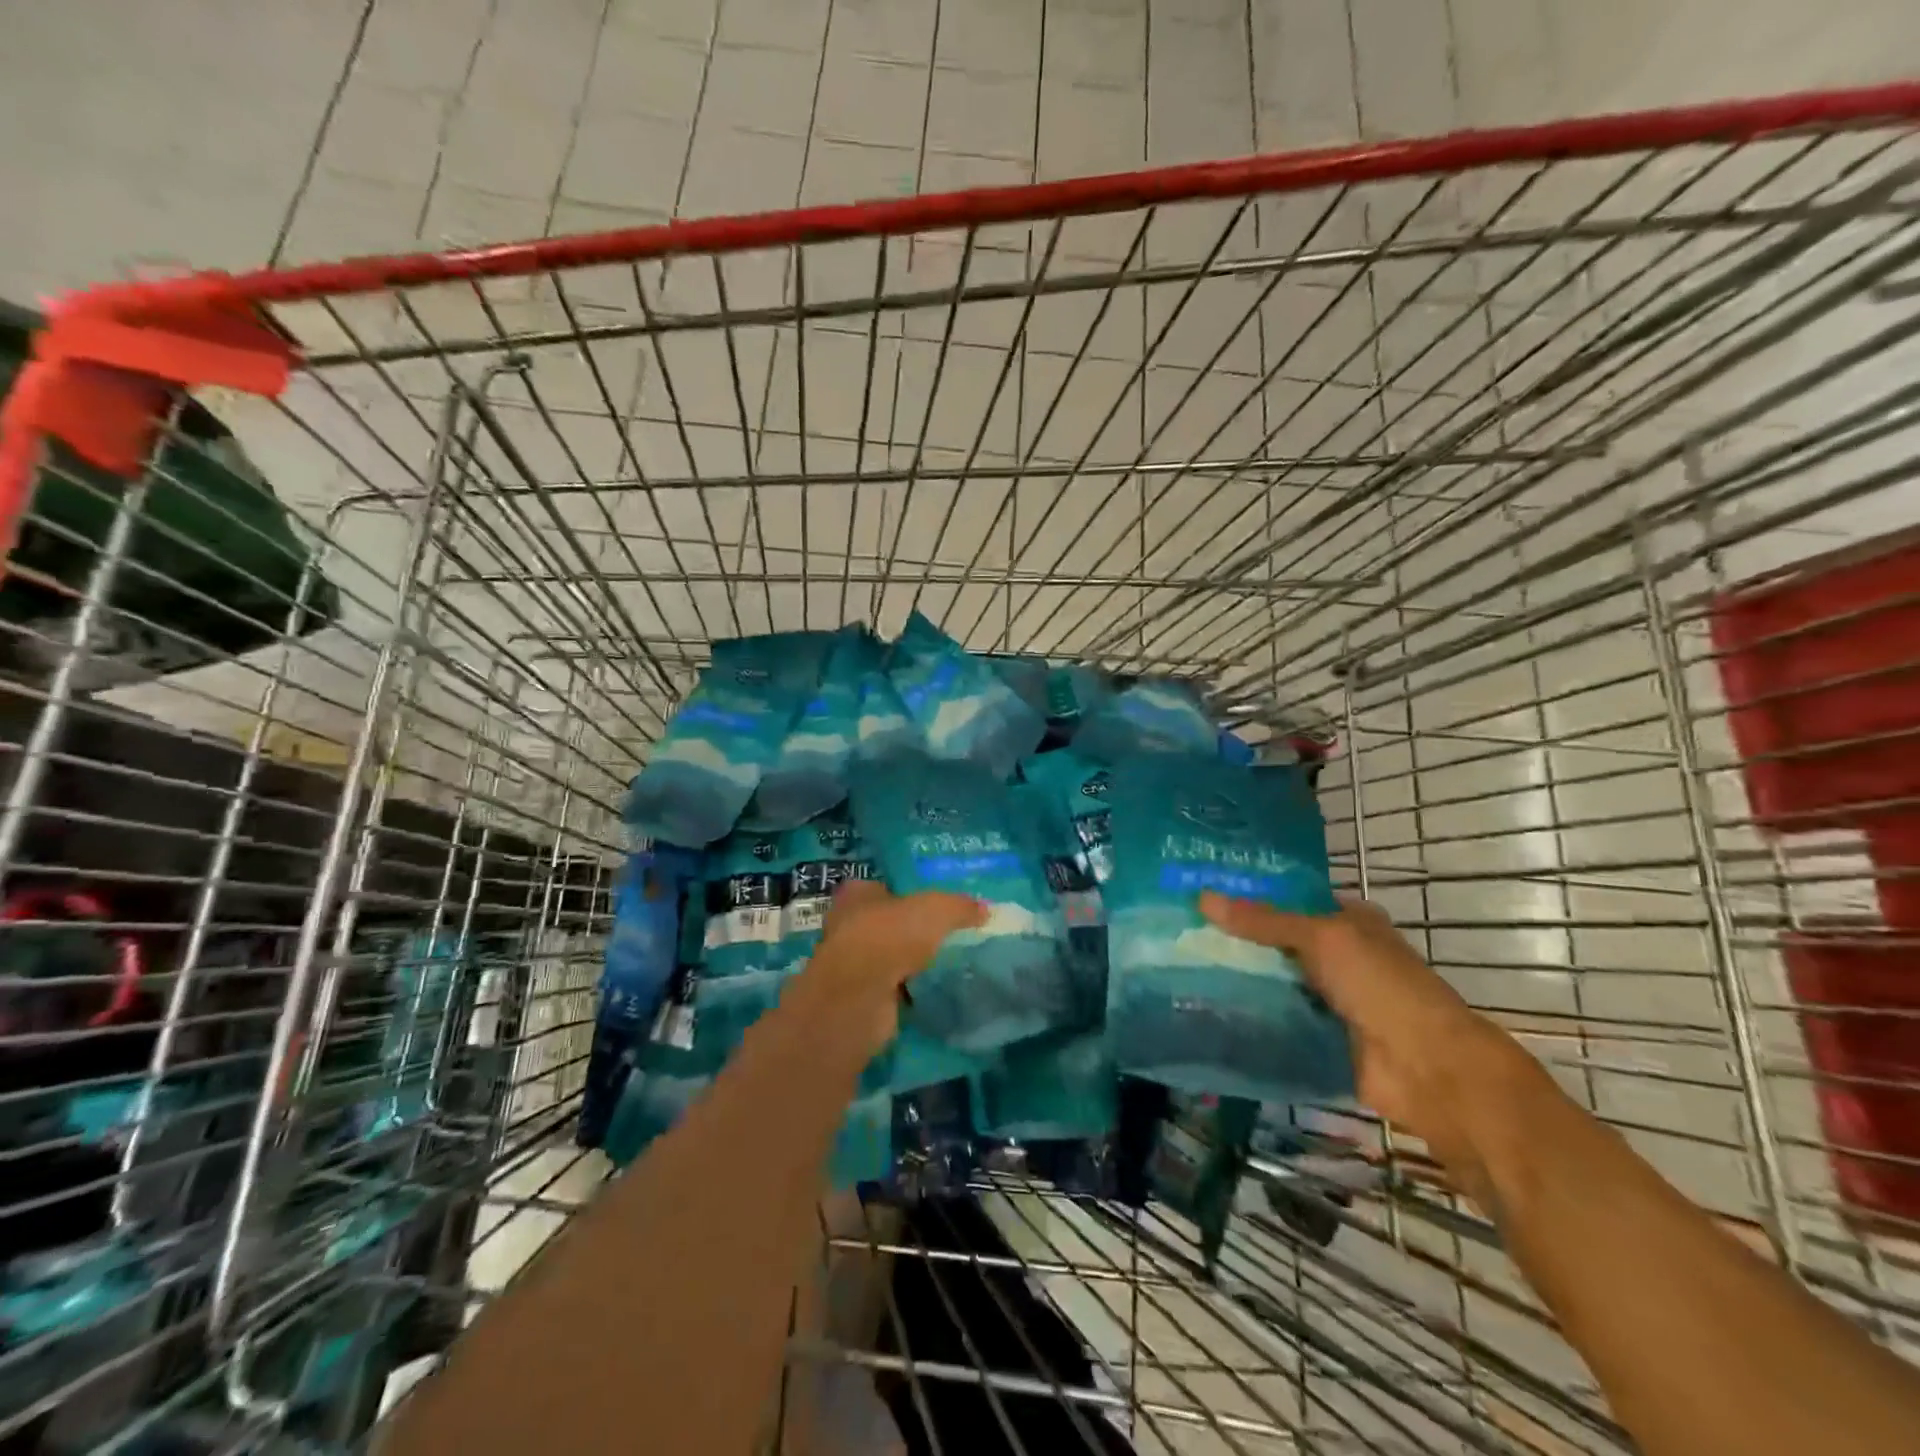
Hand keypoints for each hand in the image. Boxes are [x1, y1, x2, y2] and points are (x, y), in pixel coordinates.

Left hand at [786, 881, 984, 1054]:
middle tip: (944, 935)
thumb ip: (961, 907)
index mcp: (857, 894)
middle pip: (885, 923)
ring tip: (943, 964)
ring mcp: (851, 964)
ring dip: (907, 962)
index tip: (932, 905)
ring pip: (887, 957)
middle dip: (909, 930)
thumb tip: (986, 909)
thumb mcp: (937, 909)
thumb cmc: (891, 935)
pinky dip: (907, 990)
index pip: (882, 887)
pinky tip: (930, 991)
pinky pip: (890, 987)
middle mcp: (847, 925)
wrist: (860, 995)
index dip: (905, 894)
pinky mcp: (859, 996)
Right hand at [1199, 893, 1542, 1178]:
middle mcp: (1337, 955)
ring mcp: (1327, 998)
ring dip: (1237, 977)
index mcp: (1347, 921)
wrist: (1427, 1070)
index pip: (1289, 898)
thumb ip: (1263, 921)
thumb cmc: (1382, 986)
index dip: (1249, 893)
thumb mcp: (1323, 938)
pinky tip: (1202, 1006)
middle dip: (1234, 936)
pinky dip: (1247, 1014)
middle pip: (1276, 940)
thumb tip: (1202, 897)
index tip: (1200, 888)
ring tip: (1177, 963)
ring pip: (1272, 980)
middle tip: (1176, 926)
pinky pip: (1274, 1019)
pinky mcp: (1317, 1037)